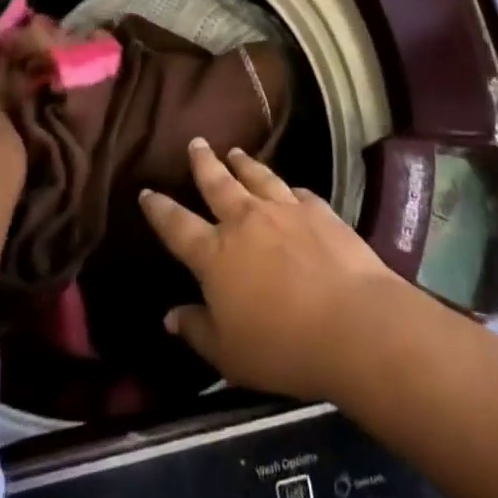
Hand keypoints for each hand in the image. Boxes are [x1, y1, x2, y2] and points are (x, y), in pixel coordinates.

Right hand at [139, 138, 401, 401]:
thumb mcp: (229, 354)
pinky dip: (286, 187)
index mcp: (215, 255)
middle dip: (203, 162)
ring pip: (256, 176)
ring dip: (243, 163)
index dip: (160, 209)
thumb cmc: (282, 347)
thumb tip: (170, 315)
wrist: (351, 322)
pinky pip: (295, 191)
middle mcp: (245, 220)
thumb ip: (197, 330)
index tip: (147, 191)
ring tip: (235, 151)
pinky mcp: (318, 209)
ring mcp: (283, 209)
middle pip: (217, 183)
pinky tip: (288, 186)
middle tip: (195, 143)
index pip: (177, 226)